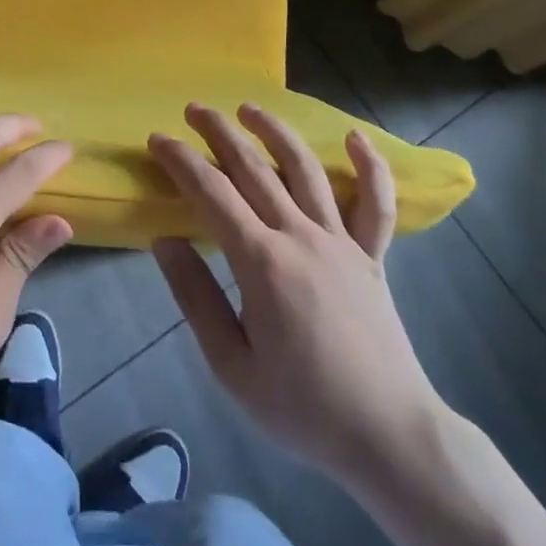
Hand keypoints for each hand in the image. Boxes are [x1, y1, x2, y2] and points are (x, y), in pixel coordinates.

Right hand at [149, 104, 446, 479]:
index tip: (157, 139)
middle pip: (254, 167)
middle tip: (194, 109)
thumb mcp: (231, 365)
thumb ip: (195, 297)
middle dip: (219, 133)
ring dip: (276, 132)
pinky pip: (376, 204)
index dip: (181, 161)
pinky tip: (356, 137)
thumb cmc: (302, 407)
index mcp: (262, 262)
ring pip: (305, 169)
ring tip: (251, 108)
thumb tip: (165, 240)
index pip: (212, 193)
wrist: (388, 437)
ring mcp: (342, 242)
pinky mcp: (372, 256)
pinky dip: (370, 167)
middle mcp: (301, 236)